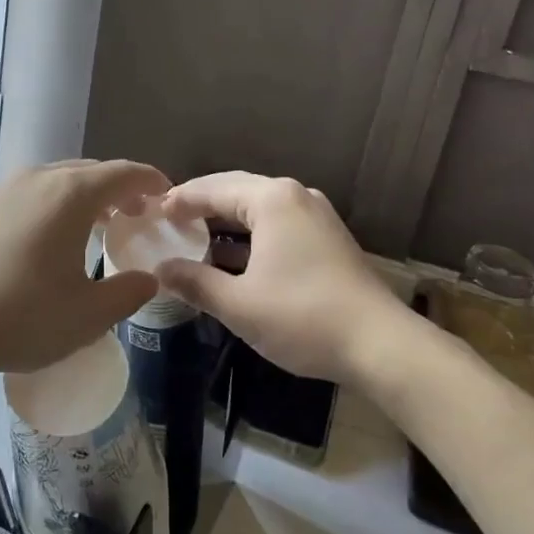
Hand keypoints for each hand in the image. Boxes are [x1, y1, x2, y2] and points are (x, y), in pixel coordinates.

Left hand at [0, 159, 171, 379]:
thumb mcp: (88, 314)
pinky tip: (53, 236)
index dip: (151, 182)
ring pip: (59, 179)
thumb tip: (149, 278)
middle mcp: (39, 178)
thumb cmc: (22, 317)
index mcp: (71, 194)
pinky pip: (33, 191)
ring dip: (86, 195)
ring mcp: (6, 189)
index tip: (168, 196)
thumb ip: (128, 292)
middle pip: (91, 171)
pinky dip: (56, 202)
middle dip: (119, 189)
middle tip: (136, 216)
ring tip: (99, 225)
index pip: (123, 173)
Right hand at [154, 171, 408, 383]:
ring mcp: (315, 215)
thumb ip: (195, 282)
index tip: (151, 211)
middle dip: (201, 204)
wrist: (381, 345)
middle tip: (167, 218)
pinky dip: (249, 235)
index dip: (179, 200)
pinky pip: (276, 224)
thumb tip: (160, 270)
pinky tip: (231, 257)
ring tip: (192, 235)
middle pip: (236, 190)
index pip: (212, 189)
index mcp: (271, 200)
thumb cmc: (303, 317)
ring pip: (258, 208)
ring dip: (225, 221)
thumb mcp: (239, 304)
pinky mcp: (327, 238)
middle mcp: (295, 196)